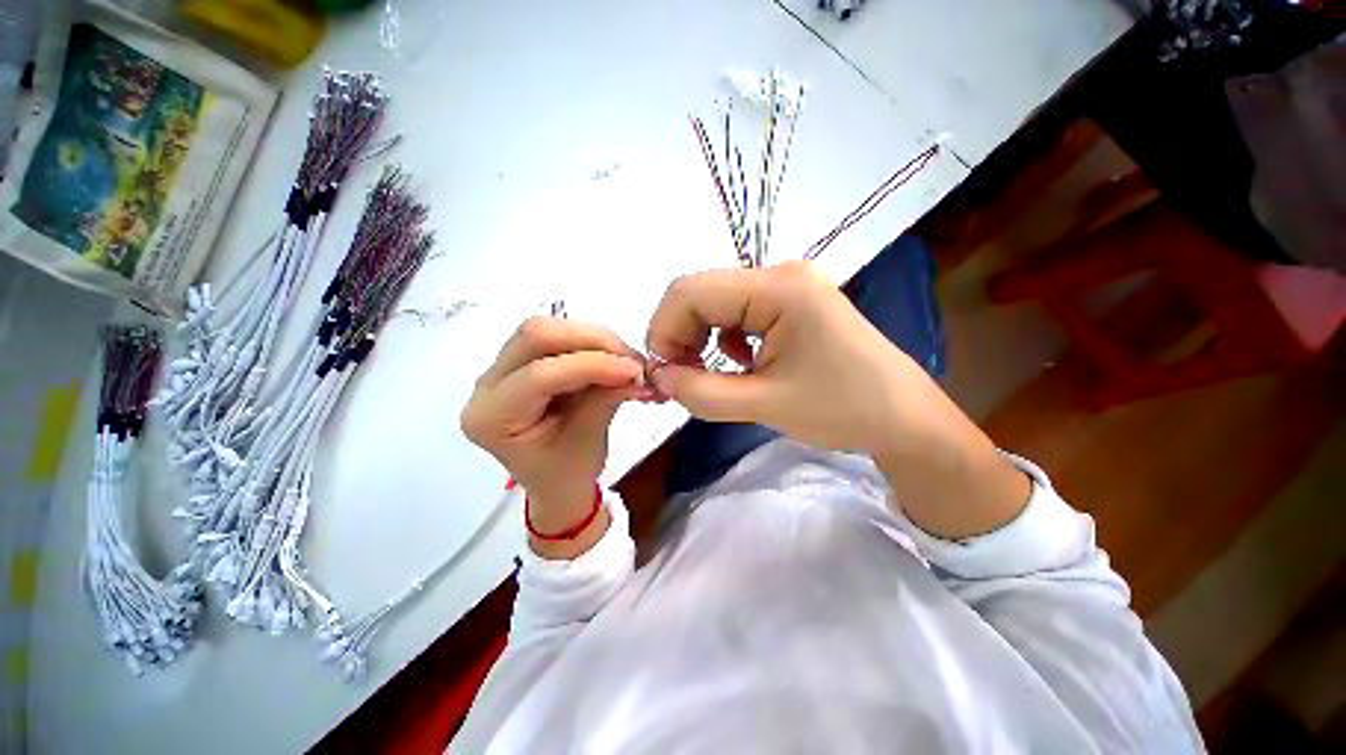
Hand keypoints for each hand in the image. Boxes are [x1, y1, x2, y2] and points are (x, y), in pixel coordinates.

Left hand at [461, 317, 650, 555]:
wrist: (556, 482)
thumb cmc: (567, 474)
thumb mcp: (588, 441)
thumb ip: (607, 397)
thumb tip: (635, 368)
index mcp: (492, 418)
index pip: (540, 375)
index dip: (592, 365)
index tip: (635, 371)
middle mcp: (485, 386)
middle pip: (535, 335)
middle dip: (591, 340)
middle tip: (630, 359)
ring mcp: (499, 369)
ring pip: (545, 329)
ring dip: (592, 338)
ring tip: (624, 359)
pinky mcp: (519, 361)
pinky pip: (554, 336)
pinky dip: (589, 342)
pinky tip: (610, 358)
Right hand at [645, 262, 1028, 537]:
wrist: (904, 418)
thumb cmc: (843, 410)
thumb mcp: (764, 404)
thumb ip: (701, 392)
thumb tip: (658, 376)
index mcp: (779, 287)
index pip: (691, 291)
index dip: (664, 330)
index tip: (663, 373)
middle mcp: (781, 274)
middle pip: (701, 293)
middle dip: (679, 335)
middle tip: (680, 377)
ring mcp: (789, 286)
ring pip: (716, 302)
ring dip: (700, 337)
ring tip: (708, 373)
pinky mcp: (792, 303)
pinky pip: (738, 312)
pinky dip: (724, 338)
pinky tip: (741, 363)